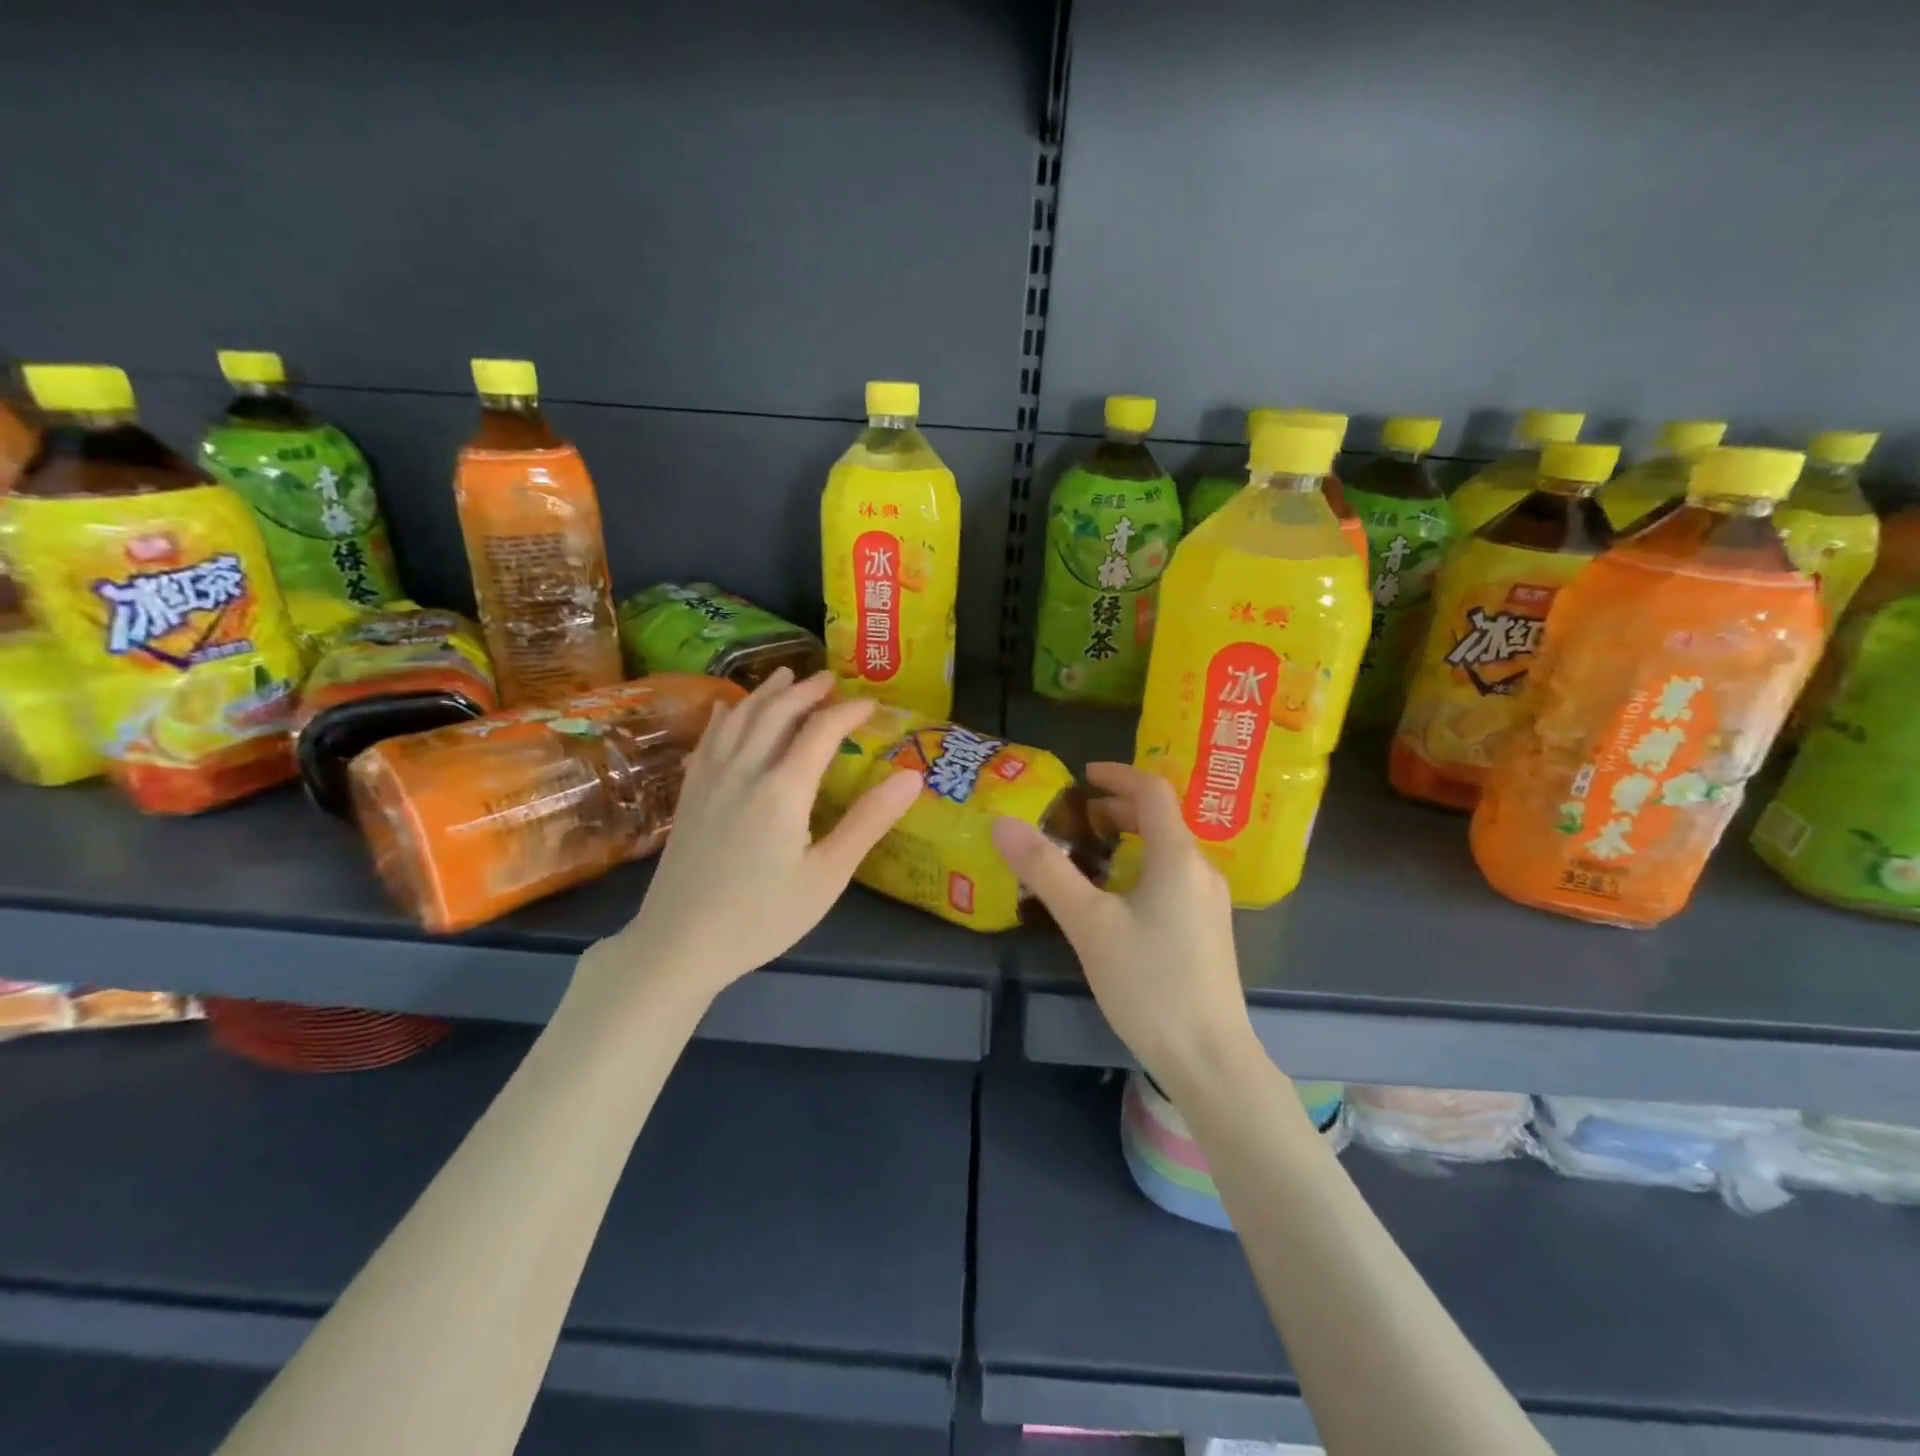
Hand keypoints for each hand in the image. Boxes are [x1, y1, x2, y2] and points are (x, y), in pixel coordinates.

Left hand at [597, 669, 921, 1003]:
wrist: (679, 945)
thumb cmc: (762, 917)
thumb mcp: (827, 876)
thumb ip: (868, 822)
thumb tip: (911, 776)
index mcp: (783, 789)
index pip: (820, 731)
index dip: (847, 711)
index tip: (871, 704)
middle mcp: (744, 771)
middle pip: (776, 713)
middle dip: (806, 691)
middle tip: (829, 678)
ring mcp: (710, 780)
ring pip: (739, 718)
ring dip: (766, 693)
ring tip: (785, 676)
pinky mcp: (690, 795)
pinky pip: (709, 739)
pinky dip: (726, 716)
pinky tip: (729, 710)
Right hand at [991, 762, 1252, 1084]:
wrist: (1209, 1058)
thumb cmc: (1149, 982)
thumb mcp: (1089, 923)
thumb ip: (1047, 870)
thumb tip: (1003, 824)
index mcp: (1178, 856)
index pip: (1154, 791)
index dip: (1118, 775)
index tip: (1083, 775)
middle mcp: (1201, 870)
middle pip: (1163, 819)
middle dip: (1120, 808)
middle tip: (1078, 817)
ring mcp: (1210, 903)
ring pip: (1169, 850)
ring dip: (1131, 838)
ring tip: (1092, 853)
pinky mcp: (1208, 931)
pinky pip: (1174, 877)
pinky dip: (1142, 866)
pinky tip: (1118, 899)